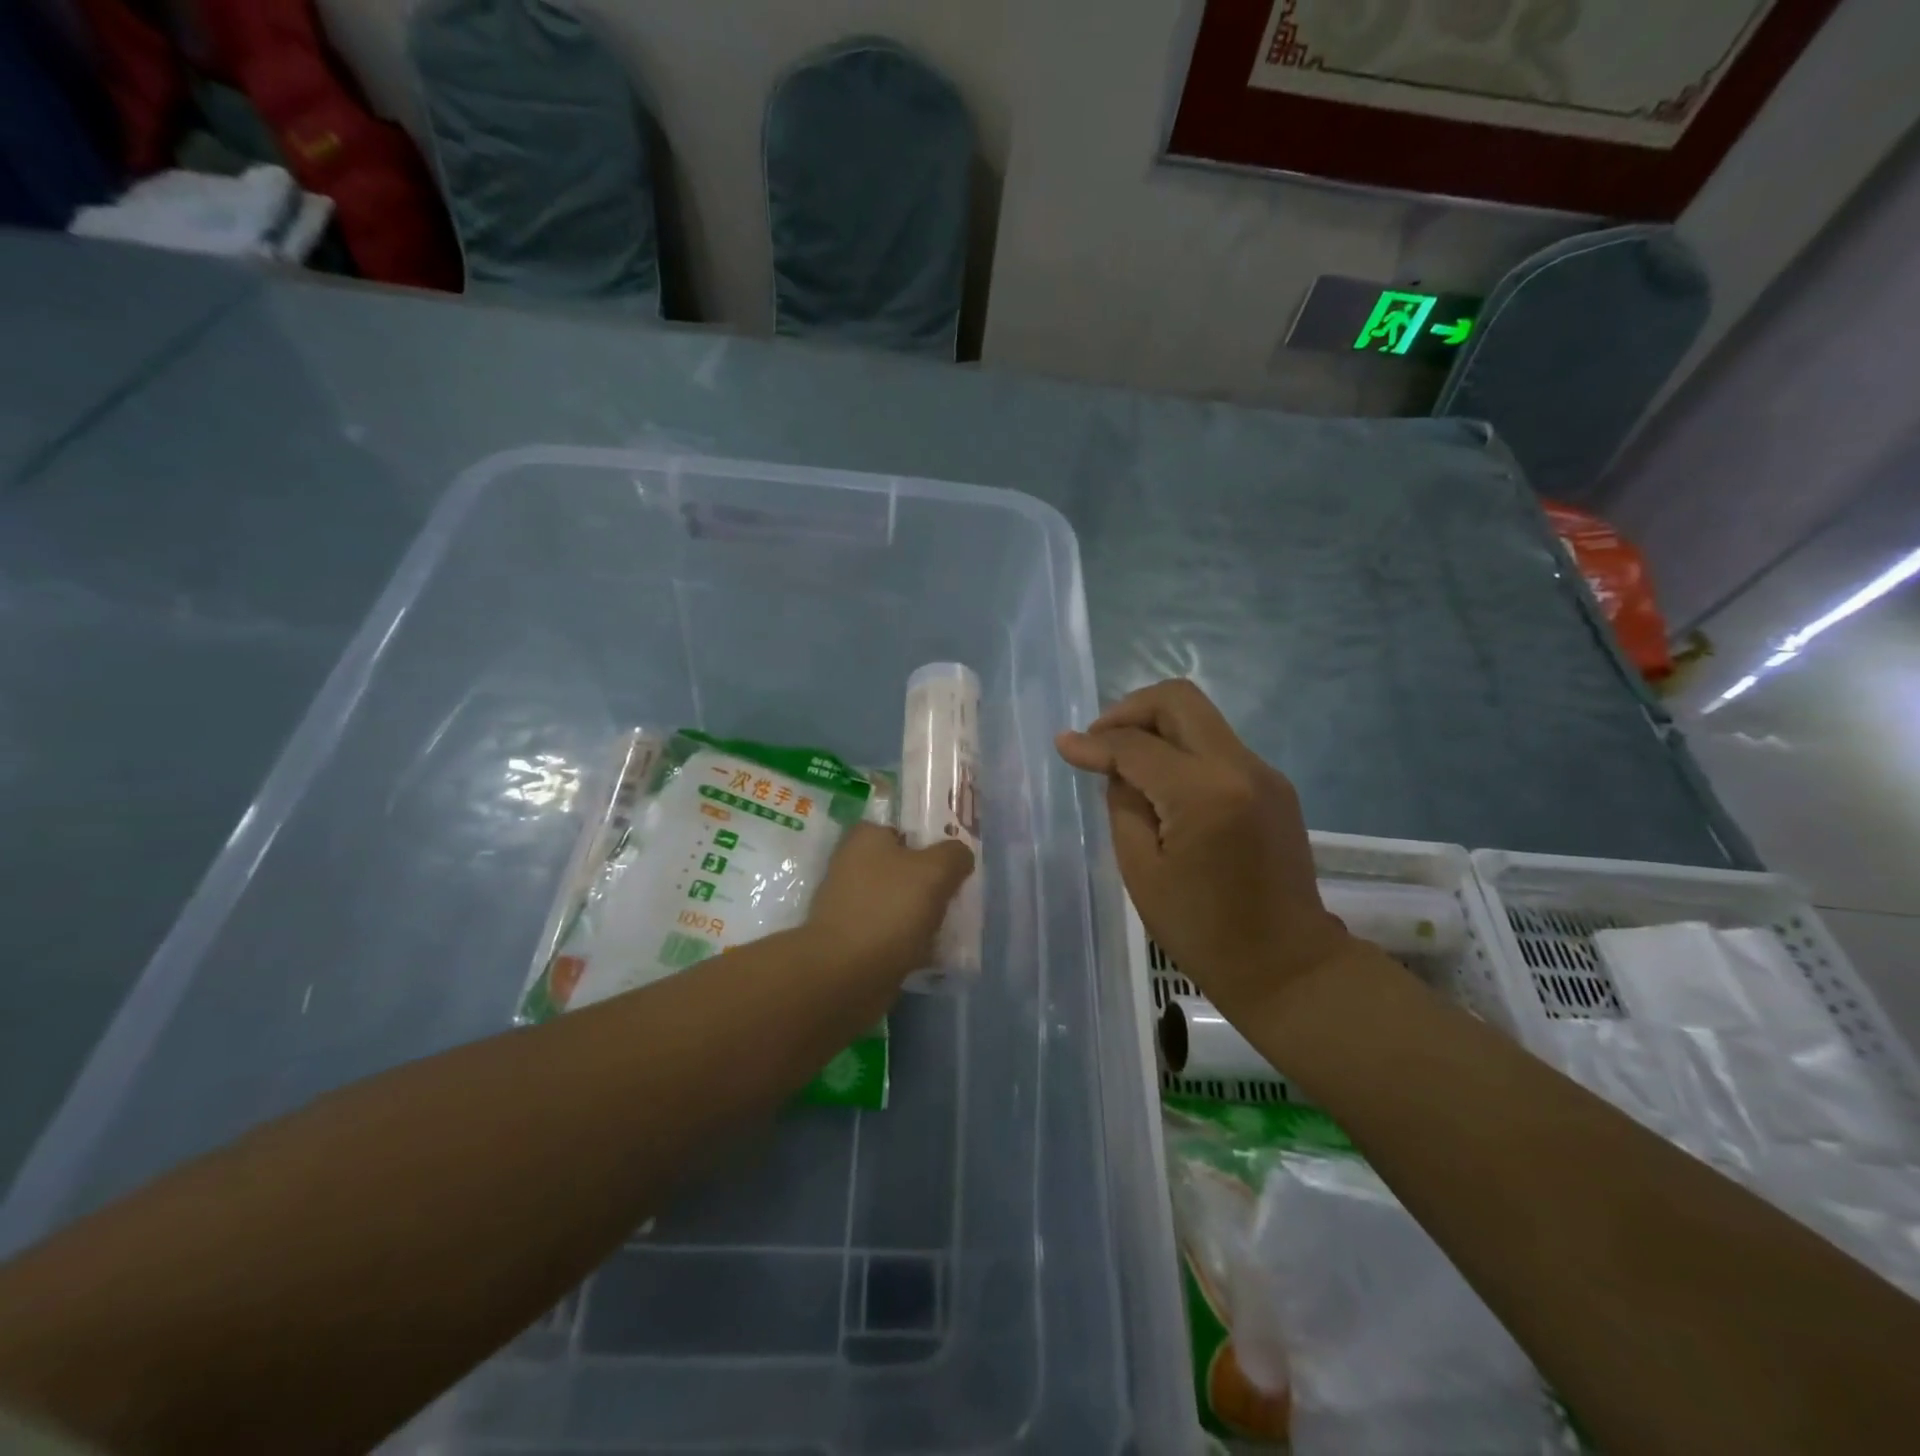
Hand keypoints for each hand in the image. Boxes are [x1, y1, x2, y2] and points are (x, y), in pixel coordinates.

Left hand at [805, 822, 974, 982]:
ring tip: (948, 927)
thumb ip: (954, 855)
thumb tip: (960, 855)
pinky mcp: (851, 939)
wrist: (845, 974)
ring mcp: (849, 904)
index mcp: (864, 838)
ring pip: (898, 901)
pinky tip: (930, 952)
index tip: (953, 863)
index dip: (930, 842)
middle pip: (902, 867)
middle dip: (928, 882)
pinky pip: (890, 932)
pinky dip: (908, 941)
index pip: (902, 828)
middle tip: (955, 896)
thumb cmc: (889, 910)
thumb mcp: (935, 871)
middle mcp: (851, 865)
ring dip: (920, 914)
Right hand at [1056, 679, 1353, 1021]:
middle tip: (1100, 742)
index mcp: (1204, 793)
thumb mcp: (1141, 870)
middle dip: (1129, 711)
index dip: (1094, 742)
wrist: (1286, 965)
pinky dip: (1181, 750)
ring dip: (1156, 728)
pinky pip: (1217, 746)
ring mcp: (1264, 773)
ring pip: (1199, 718)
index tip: (1064, 746)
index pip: (1137, 745)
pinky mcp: (1273, 785)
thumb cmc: (1202, 930)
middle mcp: (1240, 767)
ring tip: (1125, 764)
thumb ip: (1123, 804)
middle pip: (1178, 700)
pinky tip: (1162, 785)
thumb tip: (1114, 766)